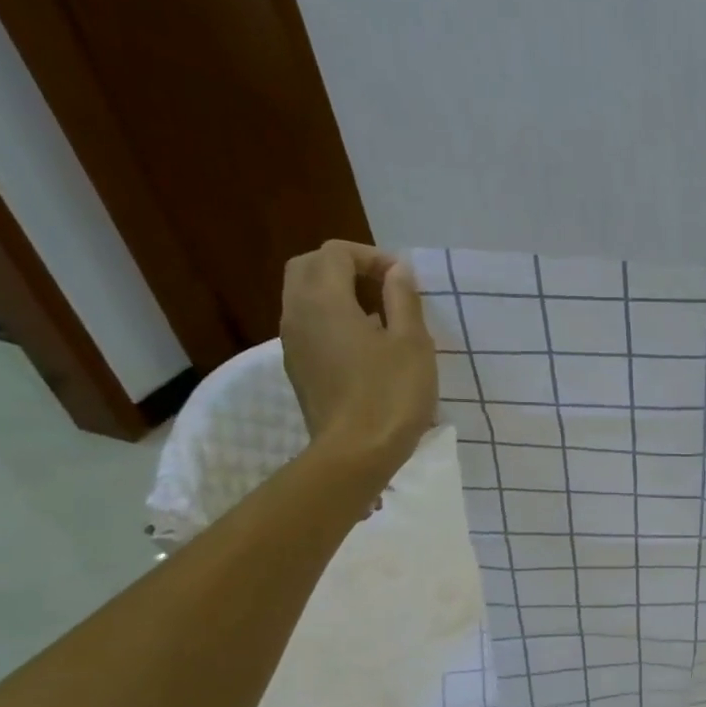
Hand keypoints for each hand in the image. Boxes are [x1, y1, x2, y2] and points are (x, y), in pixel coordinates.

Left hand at [280, 240, 436, 489]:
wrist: (355, 453)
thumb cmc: (390, 395)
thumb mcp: (412, 343)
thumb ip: (402, 299)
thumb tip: (397, 270)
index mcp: (324, 299)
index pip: (336, 252)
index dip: (371, 257)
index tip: (403, 280)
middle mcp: (297, 312)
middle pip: (310, 267)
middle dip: (346, 268)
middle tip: (384, 289)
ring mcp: (292, 342)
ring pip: (304, 297)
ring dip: (337, 294)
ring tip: (379, 318)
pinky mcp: (297, 368)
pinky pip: (309, 326)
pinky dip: (331, 320)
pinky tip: (365, 347)